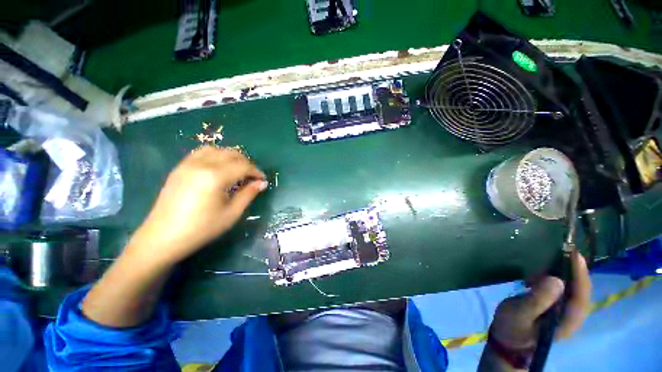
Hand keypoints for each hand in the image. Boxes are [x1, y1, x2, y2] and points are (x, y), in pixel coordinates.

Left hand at [127, 146, 267, 266]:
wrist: (162, 238)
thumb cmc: (201, 228)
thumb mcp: (231, 213)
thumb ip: (248, 194)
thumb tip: (262, 183)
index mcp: (215, 176)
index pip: (243, 166)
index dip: (256, 172)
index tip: (263, 180)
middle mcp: (201, 164)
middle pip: (231, 153)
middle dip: (246, 163)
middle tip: (252, 177)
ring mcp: (187, 164)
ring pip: (216, 150)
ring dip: (231, 157)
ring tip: (237, 170)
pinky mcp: (179, 168)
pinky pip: (201, 153)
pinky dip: (215, 156)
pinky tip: (218, 169)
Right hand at [490, 251, 591, 349]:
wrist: (509, 343)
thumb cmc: (513, 328)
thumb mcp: (520, 313)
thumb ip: (538, 299)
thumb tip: (556, 279)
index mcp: (567, 319)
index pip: (581, 294)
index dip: (580, 273)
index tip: (573, 253)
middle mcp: (572, 316)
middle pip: (581, 290)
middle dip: (575, 270)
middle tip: (563, 251)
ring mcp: (565, 313)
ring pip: (574, 290)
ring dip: (565, 273)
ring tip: (549, 261)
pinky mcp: (557, 309)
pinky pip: (564, 291)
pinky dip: (557, 278)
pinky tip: (541, 274)